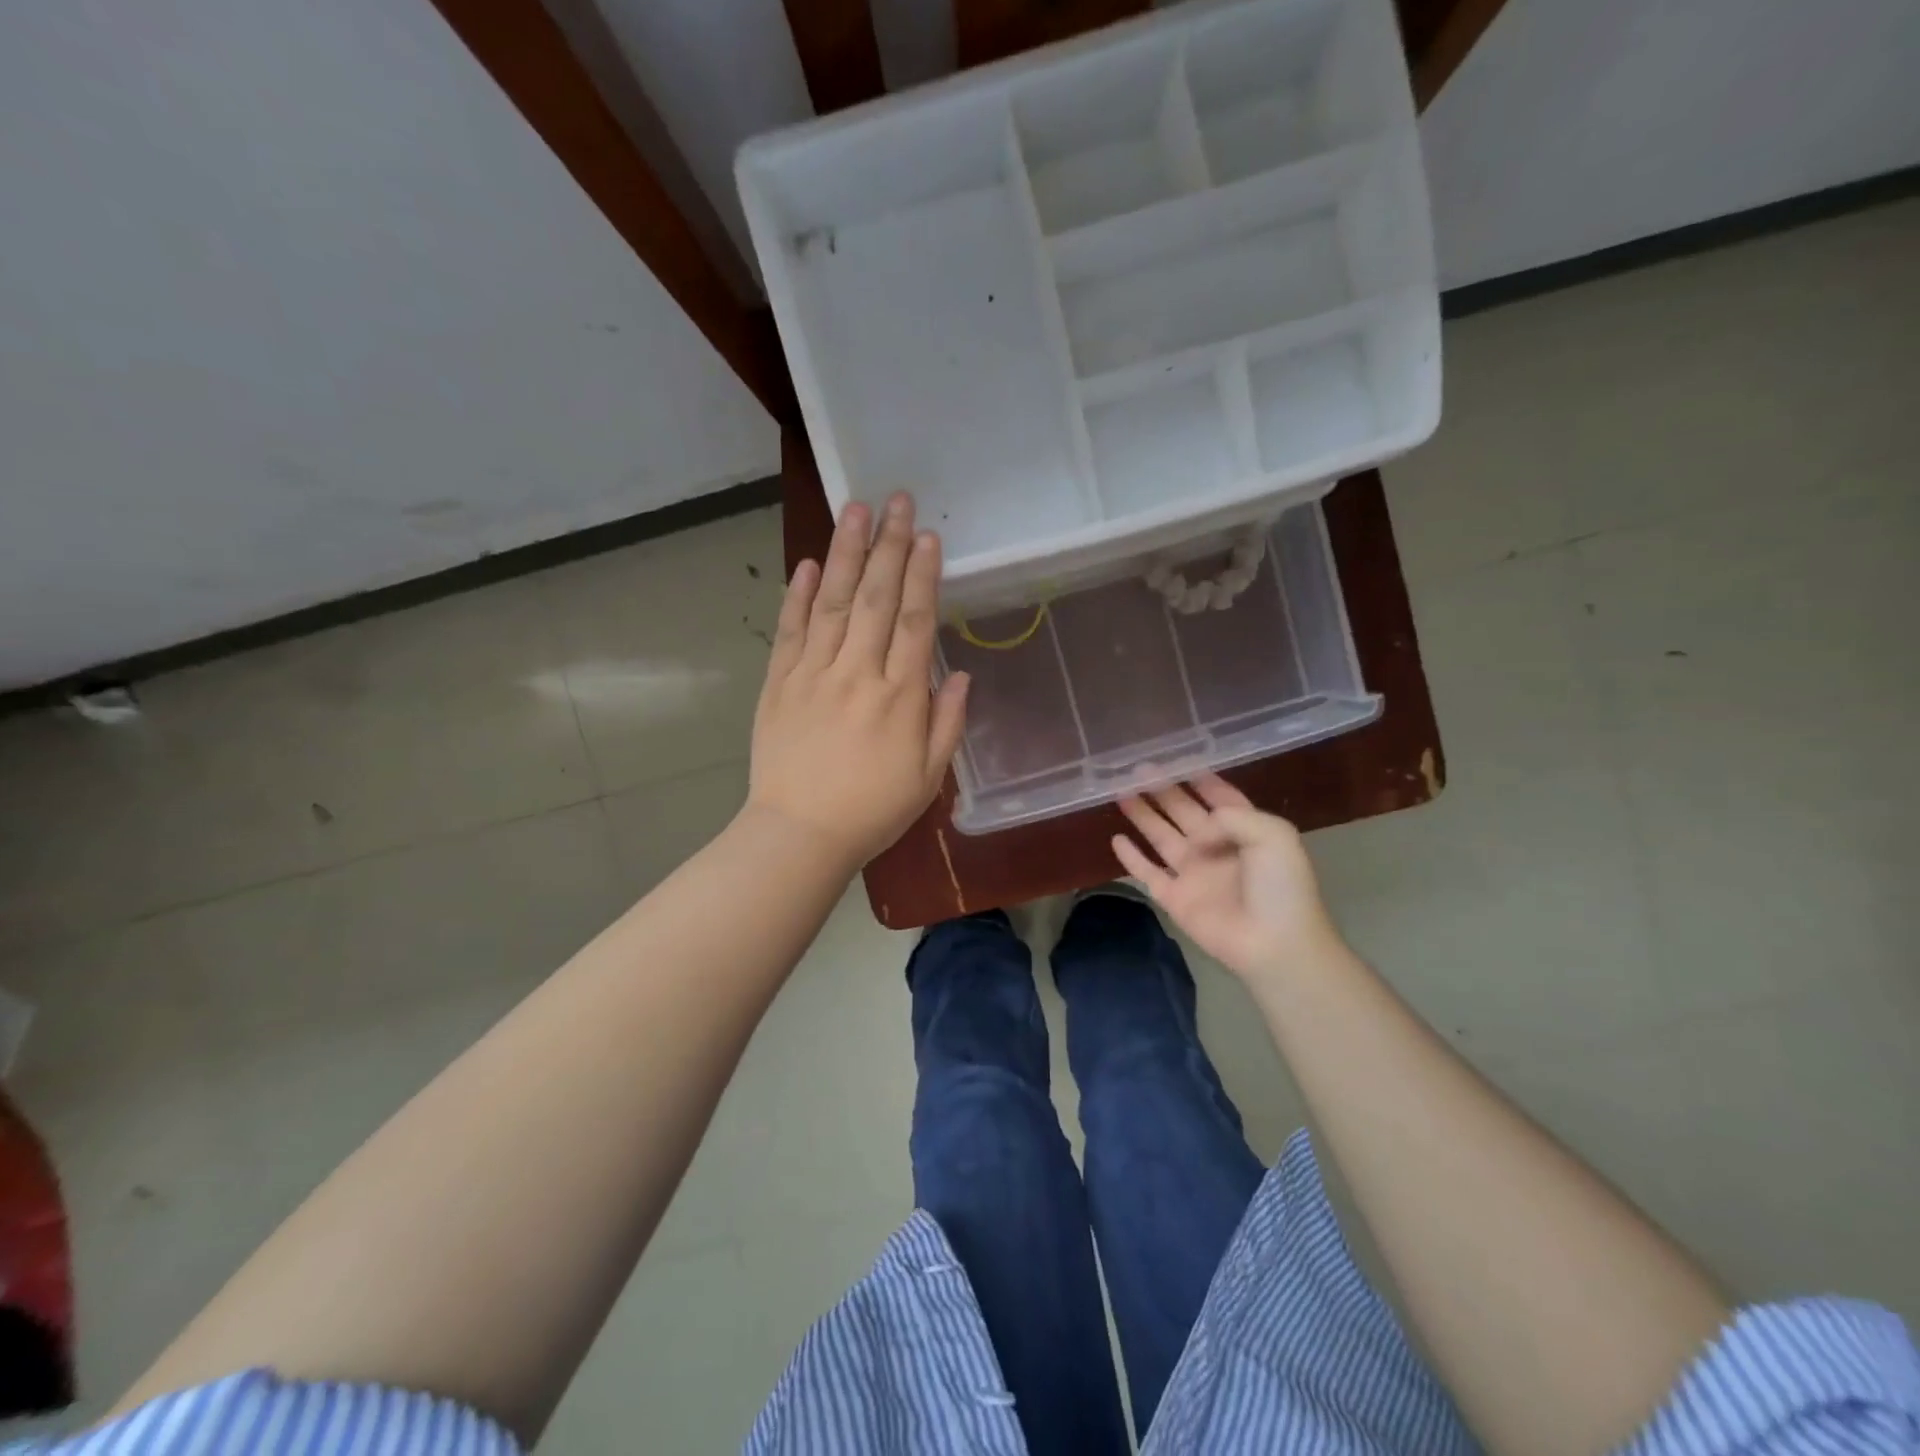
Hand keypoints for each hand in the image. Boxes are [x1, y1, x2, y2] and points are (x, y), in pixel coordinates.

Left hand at [746, 493, 968, 872]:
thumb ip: (947, 722)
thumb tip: (960, 673)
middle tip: (896, 500)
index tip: (929, 536)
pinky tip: (806, 564)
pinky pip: (790, 631)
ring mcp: (813, 674)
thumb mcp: (928, 777)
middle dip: (889, 546)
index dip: (924, 575)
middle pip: (876, 598)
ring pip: (831, 602)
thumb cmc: (872, 811)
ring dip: (845, 553)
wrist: (799, 834)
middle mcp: (857, 673)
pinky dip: (797, 596)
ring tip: (855, 510)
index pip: (916, 621)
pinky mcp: (778, 683)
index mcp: (899, 696)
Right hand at [1113, 774, 1341, 981]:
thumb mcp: (1274, 834)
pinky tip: (1116, 839)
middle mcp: (1215, 847)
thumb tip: (1197, 832)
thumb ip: (1231, 816)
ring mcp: (1193, 873)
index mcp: (1245, 830)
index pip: (1219, 797)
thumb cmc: (1281, 887)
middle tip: (1137, 768)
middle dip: (1163, 789)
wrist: (1274, 944)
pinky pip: (1147, 872)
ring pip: (1161, 836)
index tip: (1176, 757)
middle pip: (1183, 811)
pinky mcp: (1174, 898)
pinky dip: (1131, 857)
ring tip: (1120, 792)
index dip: (1200, 778)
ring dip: (1142, 815)